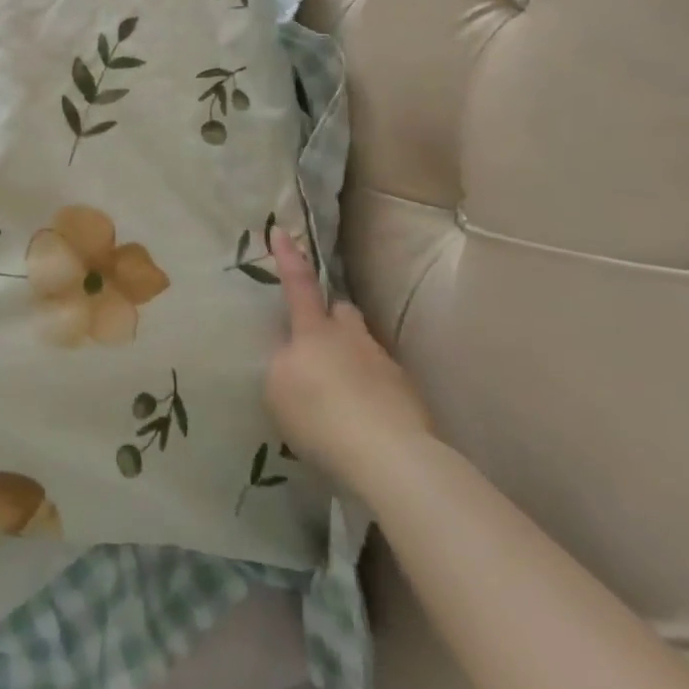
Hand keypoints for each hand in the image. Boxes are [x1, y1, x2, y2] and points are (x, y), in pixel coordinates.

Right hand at [263, 229, 435, 498]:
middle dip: (332, 319)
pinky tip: (363, 424)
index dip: (289, 258)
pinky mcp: (410, 398)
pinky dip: (372, 396)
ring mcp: (385, 365)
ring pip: (365, 348)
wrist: (390, 457)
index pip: (299, 285)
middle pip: (342, 313)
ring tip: (341, 398)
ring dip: (353, 362)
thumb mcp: (278, 389)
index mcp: (314, 331)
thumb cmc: (321, 415)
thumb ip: (284, 365)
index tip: (281, 230)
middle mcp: (352, 338)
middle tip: (319, 342)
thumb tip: (296, 360)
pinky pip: (383, 385)